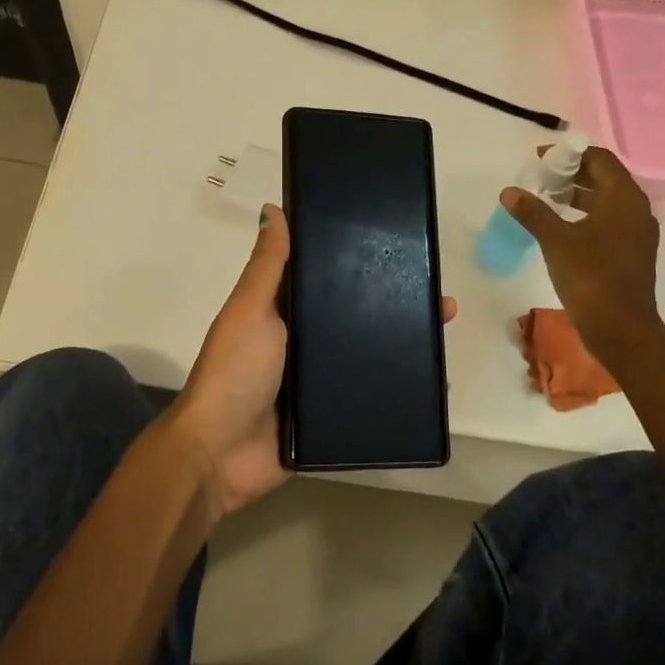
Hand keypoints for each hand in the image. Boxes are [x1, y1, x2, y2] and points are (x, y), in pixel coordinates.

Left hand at [167, 204, 459, 524]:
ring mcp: (318, 380)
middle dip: (394, 304)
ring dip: (402, 343)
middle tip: (438, 295)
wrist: (222, 454)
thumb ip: (267, 266)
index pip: (327, 279)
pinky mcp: (330, 415)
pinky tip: (433, 380)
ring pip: (367, 353)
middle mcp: (303, 341)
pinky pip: (369, 394)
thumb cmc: (234, 372)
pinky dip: (396, 385)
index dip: (359, 264)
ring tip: (443, 331)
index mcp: (283, 311)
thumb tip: (274, 209)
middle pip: (355, 316)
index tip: (399, 247)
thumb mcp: (250, 310)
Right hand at [502, 146, 661, 365]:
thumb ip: (533, 212)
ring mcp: (636, 233)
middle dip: (573, 173)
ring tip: (547, 198)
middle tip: (541, 177)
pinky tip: (561, 226)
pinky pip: (608, 220)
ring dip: (578, 194)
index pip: (600, 159)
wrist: (621, 329)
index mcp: (624, 198)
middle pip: (605, 177)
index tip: (541, 158)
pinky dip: (586, 215)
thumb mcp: (555, 240)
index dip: (570, 153)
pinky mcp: (631, 252)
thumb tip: (509, 191)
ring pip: (606, 200)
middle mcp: (636, 209)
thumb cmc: (590, 277)